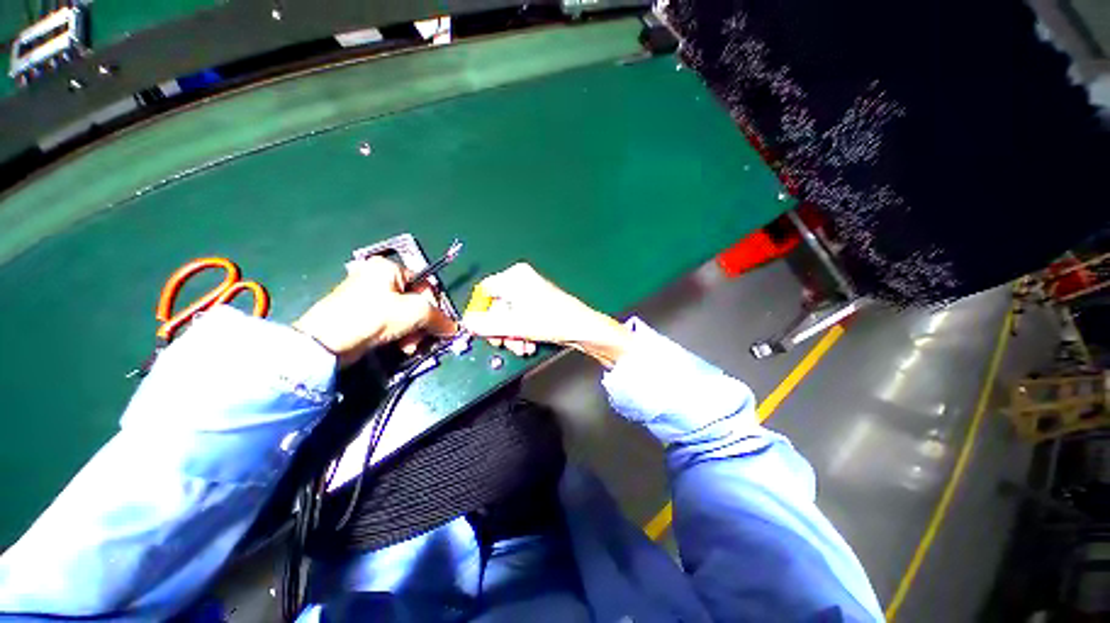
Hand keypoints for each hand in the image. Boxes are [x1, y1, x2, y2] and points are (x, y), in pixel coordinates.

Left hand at [293, 257, 456, 366]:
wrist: (326, 343)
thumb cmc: (372, 317)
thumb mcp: (415, 312)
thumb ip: (440, 317)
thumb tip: (454, 327)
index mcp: (388, 268)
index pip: (426, 284)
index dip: (435, 305)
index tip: (439, 324)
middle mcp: (378, 278)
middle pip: (416, 301)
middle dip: (422, 323)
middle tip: (421, 338)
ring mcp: (368, 297)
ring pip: (405, 315)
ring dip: (413, 333)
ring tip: (408, 346)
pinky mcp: (362, 315)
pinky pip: (392, 322)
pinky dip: (399, 334)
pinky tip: (399, 346)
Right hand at [461, 263, 631, 367]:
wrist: (582, 328)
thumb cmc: (549, 321)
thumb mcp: (513, 325)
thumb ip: (485, 324)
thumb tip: (465, 322)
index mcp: (514, 277)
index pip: (484, 292)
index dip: (479, 312)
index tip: (480, 331)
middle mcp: (521, 281)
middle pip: (497, 307)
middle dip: (499, 330)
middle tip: (503, 345)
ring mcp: (531, 293)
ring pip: (509, 316)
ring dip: (511, 335)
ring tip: (520, 348)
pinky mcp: (539, 305)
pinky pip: (521, 318)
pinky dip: (521, 333)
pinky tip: (527, 345)